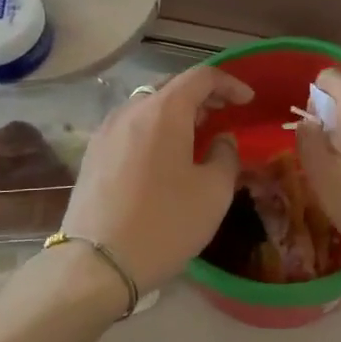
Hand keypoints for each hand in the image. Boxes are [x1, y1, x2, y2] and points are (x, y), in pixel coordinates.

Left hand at [62, 65, 252, 293]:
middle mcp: (130, 111)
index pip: (201, 77)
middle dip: (201, 96)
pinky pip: (130, 128)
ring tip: (196, 135)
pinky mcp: (92, 156)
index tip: (248, 100)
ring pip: (147, 107)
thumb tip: (221, 140)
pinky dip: (154, 130)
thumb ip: (225, 155)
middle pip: (170, 87)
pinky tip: (164, 156)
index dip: (229, 83)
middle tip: (224, 114)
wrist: (96, 265)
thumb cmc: (165, 224)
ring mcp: (106, 133)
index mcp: (163, 111)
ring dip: (176, 113)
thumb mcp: (213, 192)